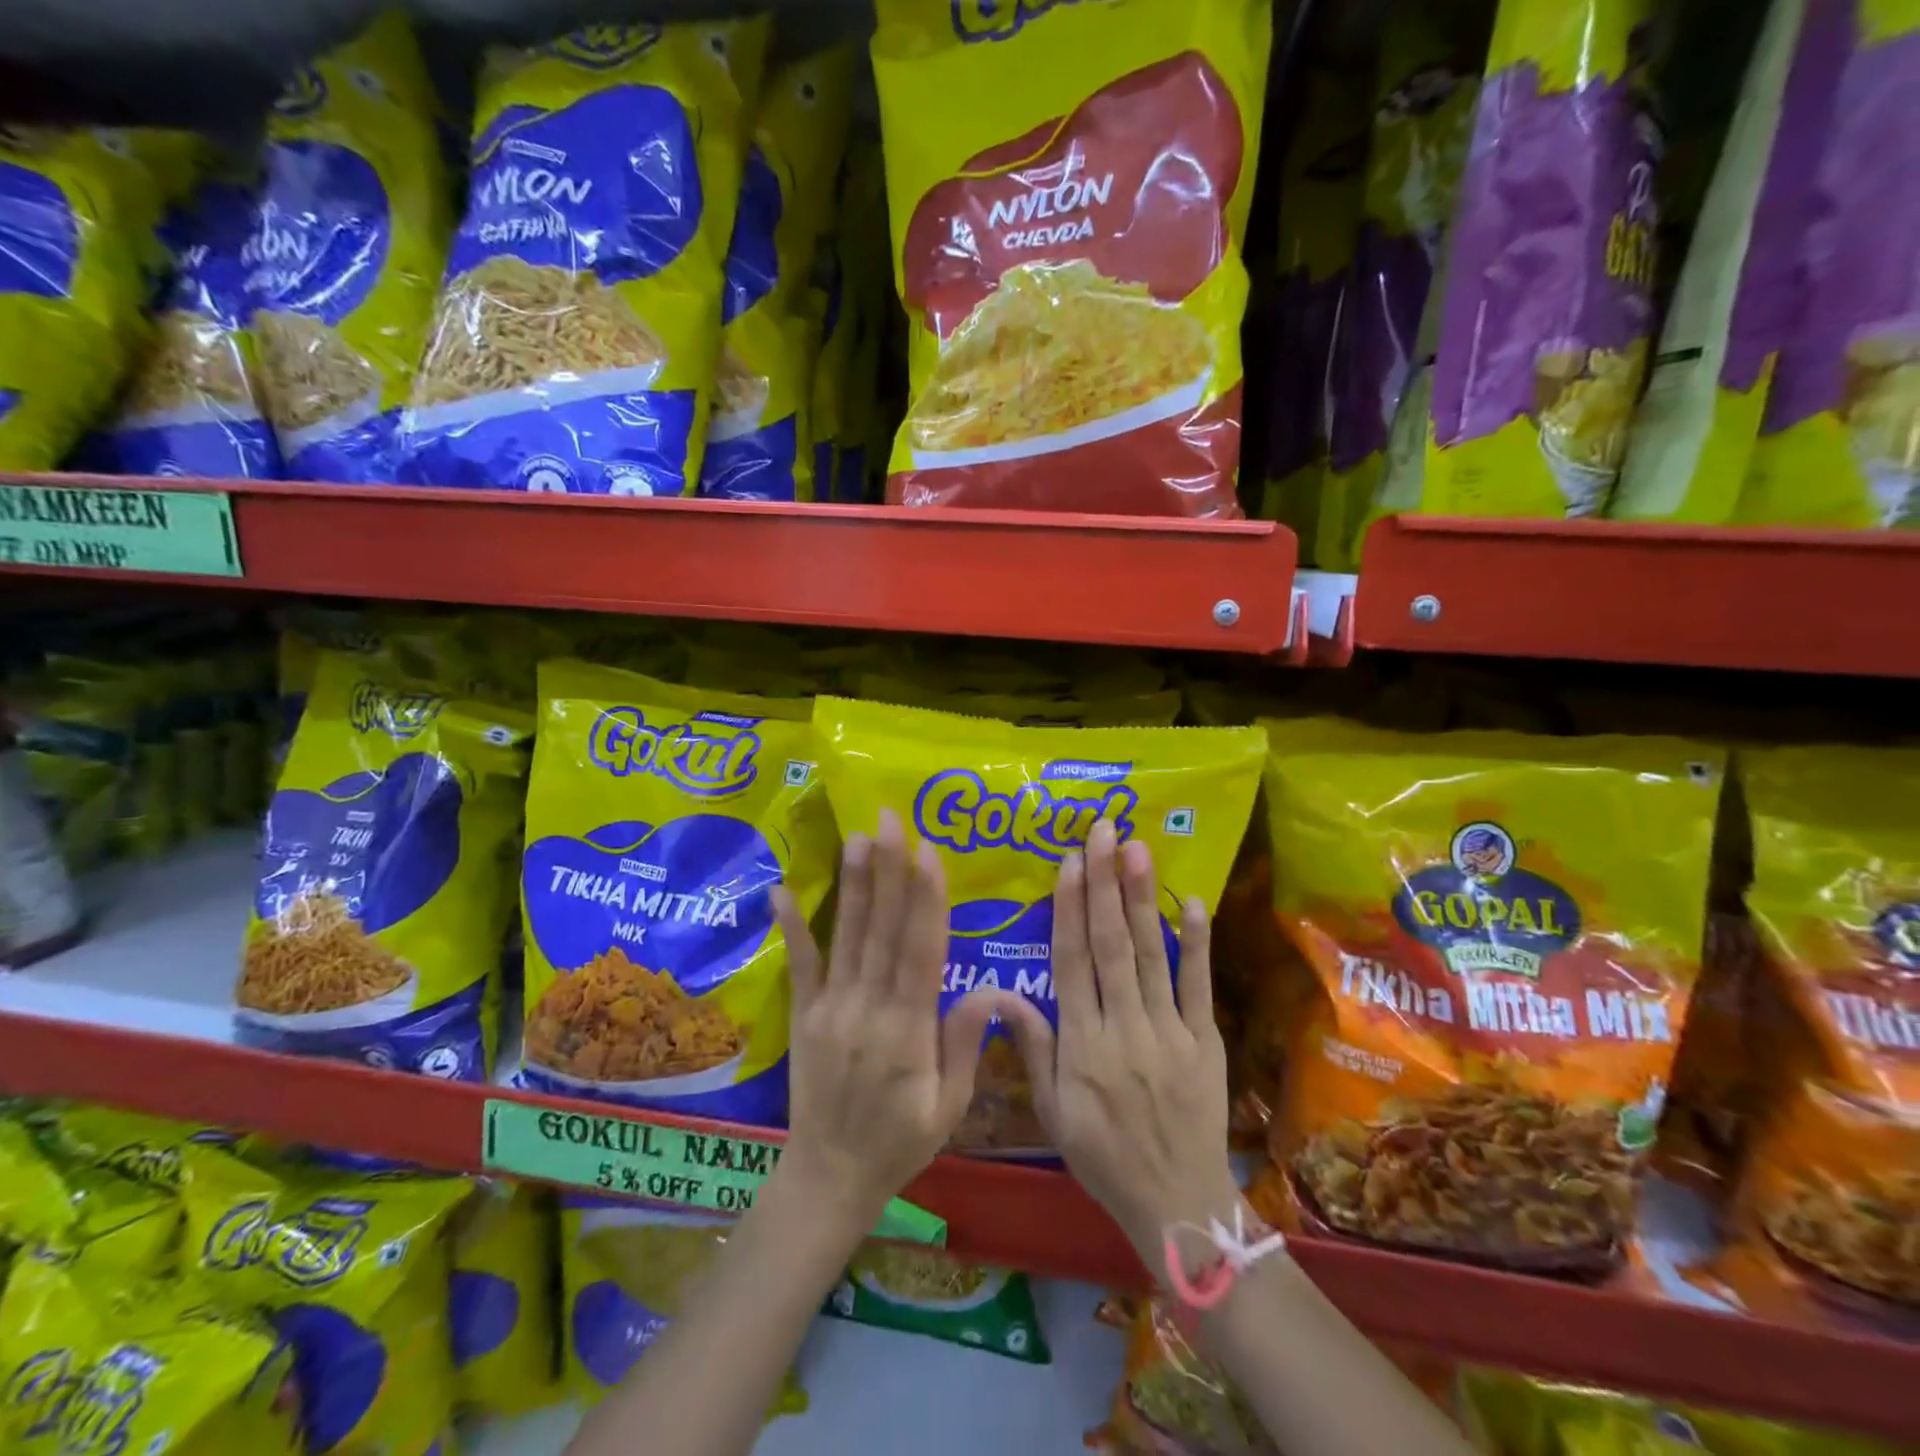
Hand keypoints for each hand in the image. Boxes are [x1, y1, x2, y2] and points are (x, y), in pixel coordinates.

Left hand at [772, 807, 1018, 1230]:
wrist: (830, 1176)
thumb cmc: (901, 1142)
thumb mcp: (949, 1106)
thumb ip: (964, 1044)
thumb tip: (991, 989)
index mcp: (908, 1031)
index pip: (920, 952)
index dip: (926, 900)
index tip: (928, 852)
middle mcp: (867, 1009)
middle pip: (882, 930)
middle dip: (889, 871)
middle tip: (889, 820)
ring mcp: (830, 1009)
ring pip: (847, 937)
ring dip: (854, 884)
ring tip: (857, 837)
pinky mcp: (804, 1015)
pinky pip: (799, 966)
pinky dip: (791, 927)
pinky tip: (780, 890)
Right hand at [998, 821, 1240, 1266]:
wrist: (1178, 1205)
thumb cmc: (1103, 1157)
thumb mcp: (1052, 1113)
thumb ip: (1032, 1048)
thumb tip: (1001, 994)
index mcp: (1082, 1044)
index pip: (1071, 962)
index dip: (1069, 908)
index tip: (1068, 862)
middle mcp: (1123, 1027)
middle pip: (1111, 944)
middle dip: (1104, 883)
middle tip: (1102, 832)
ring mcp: (1168, 1031)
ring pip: (1151, 954)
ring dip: (1142, 898)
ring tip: (1136, 849)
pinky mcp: (1204, 1040)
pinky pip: (1198, 986)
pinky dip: (1196, 943)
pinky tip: (1192, 902)